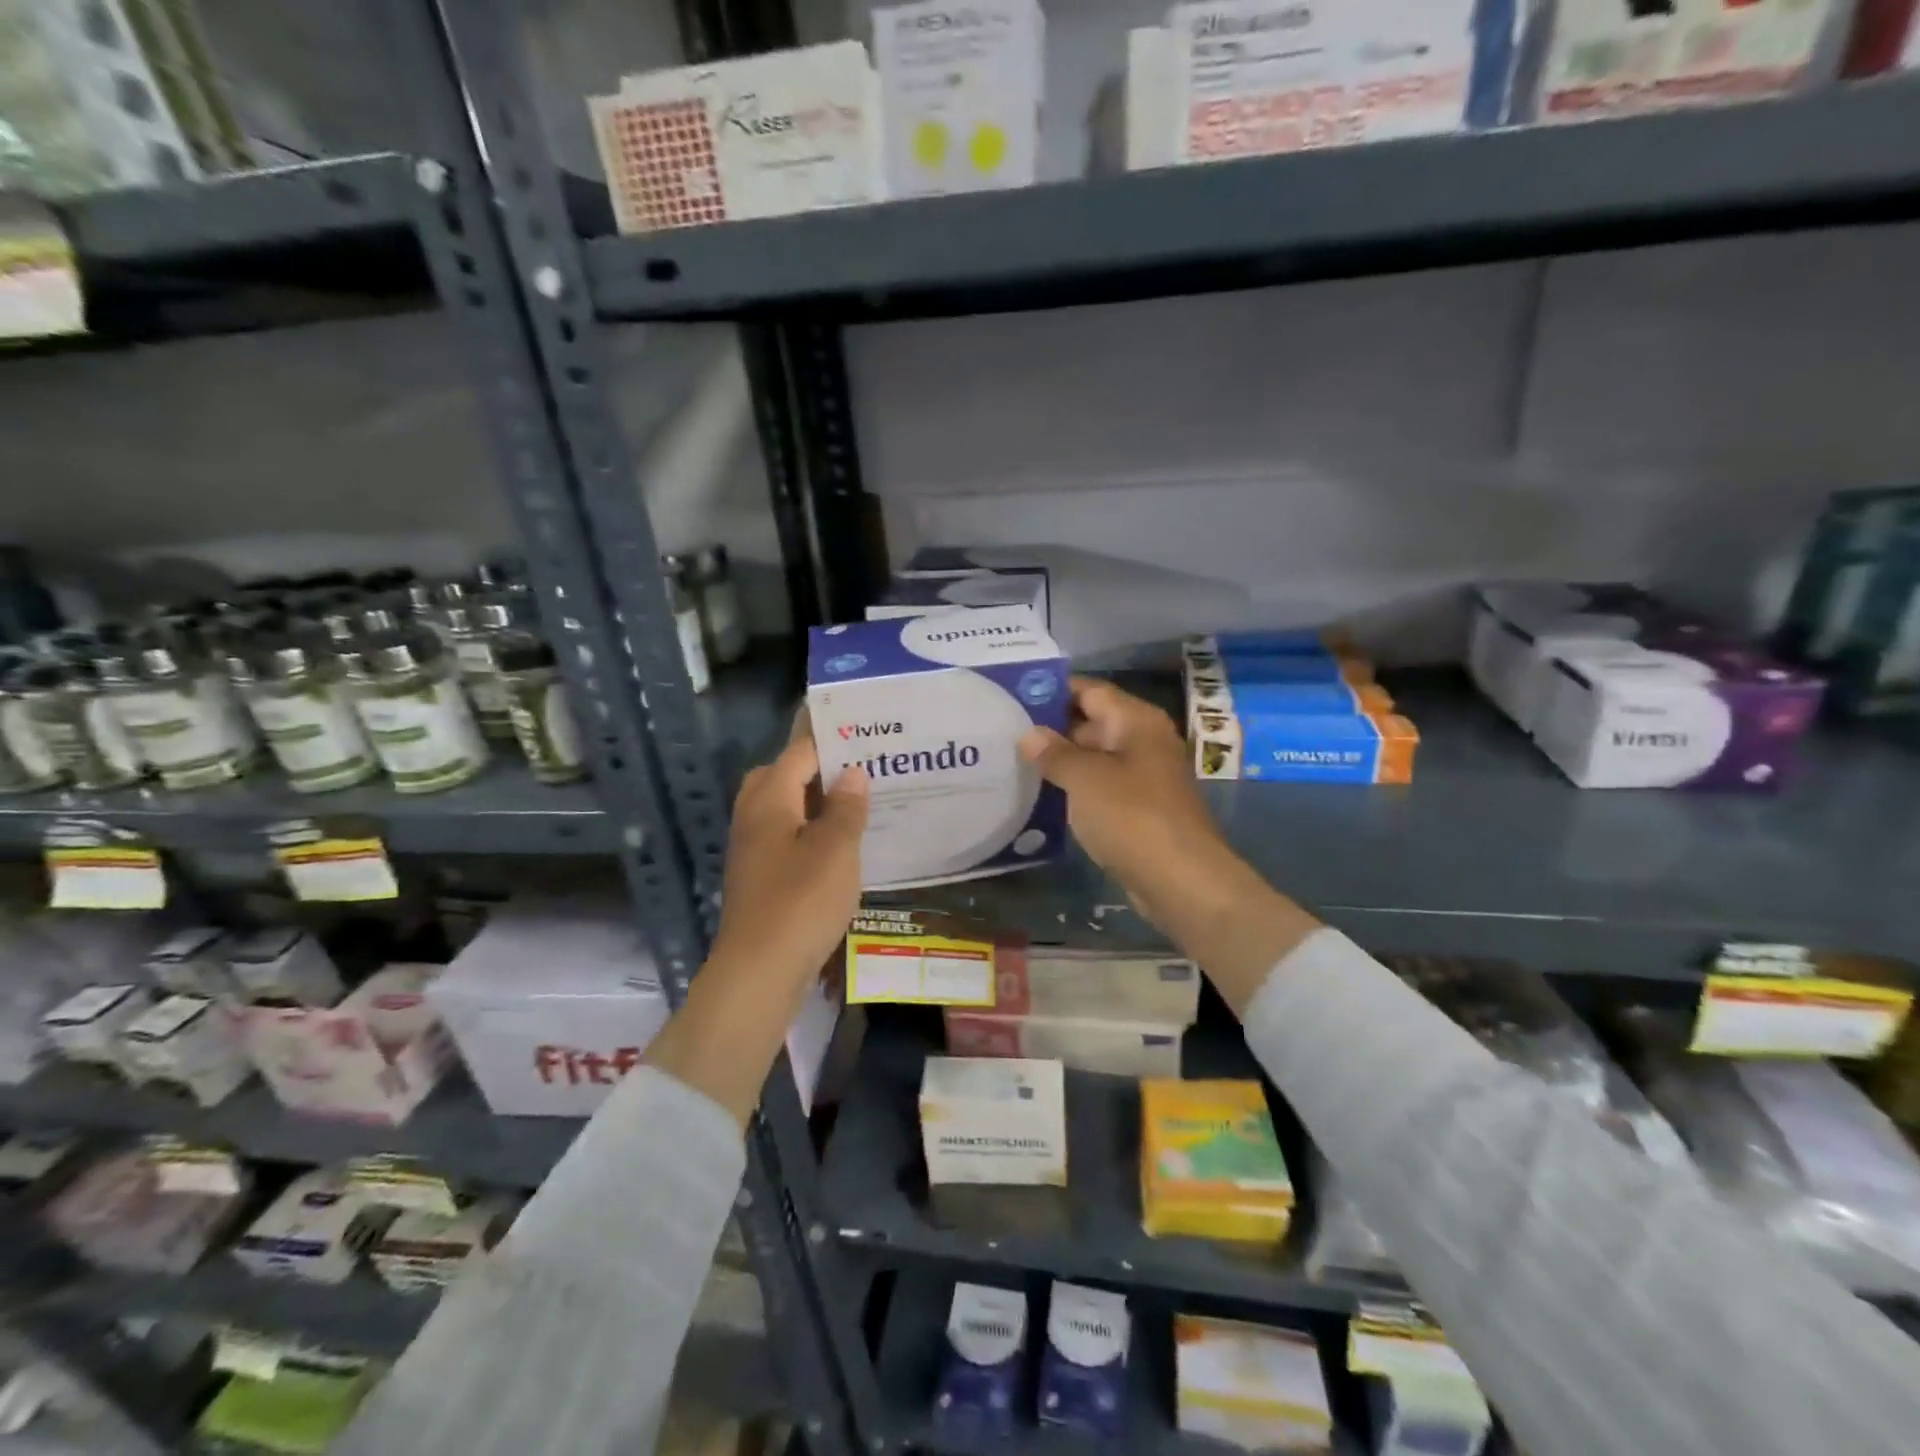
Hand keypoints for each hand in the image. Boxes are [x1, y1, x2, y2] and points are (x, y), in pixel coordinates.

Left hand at [710, 735, 868, 989]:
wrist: (759, 970)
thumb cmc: (801, 901)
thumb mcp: (835, 848)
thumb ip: (846, 806)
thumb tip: (852, 773)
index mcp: (769, 798)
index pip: (800, 750)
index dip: (832, 737)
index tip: (866, 729)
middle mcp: (754, 814)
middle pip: (785, 774)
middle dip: (822, 767)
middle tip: (865, 766)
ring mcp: (753, 846)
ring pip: (787, 806)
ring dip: (819, 800)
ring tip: (861, 800)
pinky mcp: (760, 874)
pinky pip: (788, 834)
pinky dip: (813, 829)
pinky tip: (843, 842)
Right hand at [1020, 678, 1317, 1003]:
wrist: (1182, 881)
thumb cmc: (1133, 818)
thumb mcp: (1086, 779)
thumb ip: (1055, 753)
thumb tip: (1030, 734)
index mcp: (1135, 721)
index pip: (1089, 690)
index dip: (1052, 689)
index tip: (1012, 694)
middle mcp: (1142, 741)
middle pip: (1091, 722)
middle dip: (1050, 728)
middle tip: (1002, 731)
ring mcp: (1142, 777)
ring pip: (1093, 758)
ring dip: (1059, 761)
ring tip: (1011, 760)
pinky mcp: (1138, 809)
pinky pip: (1100, 787)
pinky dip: (1074, 788)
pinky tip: (1039, 795)